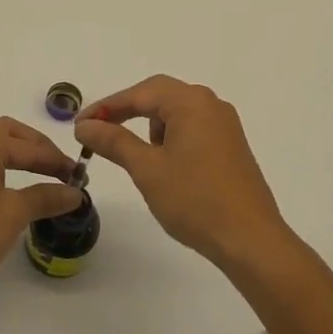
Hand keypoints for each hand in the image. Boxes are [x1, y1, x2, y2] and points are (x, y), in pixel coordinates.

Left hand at [0, 118, 83, 299]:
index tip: (80, 176)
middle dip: (37, 147)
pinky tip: (10, 185)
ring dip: (18, 154)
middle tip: (60, 168)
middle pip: (9, 133)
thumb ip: (46, 197)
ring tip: (40, 174)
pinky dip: (0, 165)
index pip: (30, 147)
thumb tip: (75, 192)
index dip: (57, 161)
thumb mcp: (14, 214)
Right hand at [74, 75, 295, 271]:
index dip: (107, 107)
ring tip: (139, 160)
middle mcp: (210, 104)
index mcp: (191, 102)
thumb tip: (86, 126)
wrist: (251, 240)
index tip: (80, 125)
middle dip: (127, 114)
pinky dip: (171, 140)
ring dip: (151, 128)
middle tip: (99, 134)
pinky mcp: (231, 146)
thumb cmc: (195, 200)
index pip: (140, 93)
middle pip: (159, 96)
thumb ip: (114, 142)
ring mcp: (225, 125)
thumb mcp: (147, 169)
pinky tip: (166, 167)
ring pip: (176, 114)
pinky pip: (192, 129)